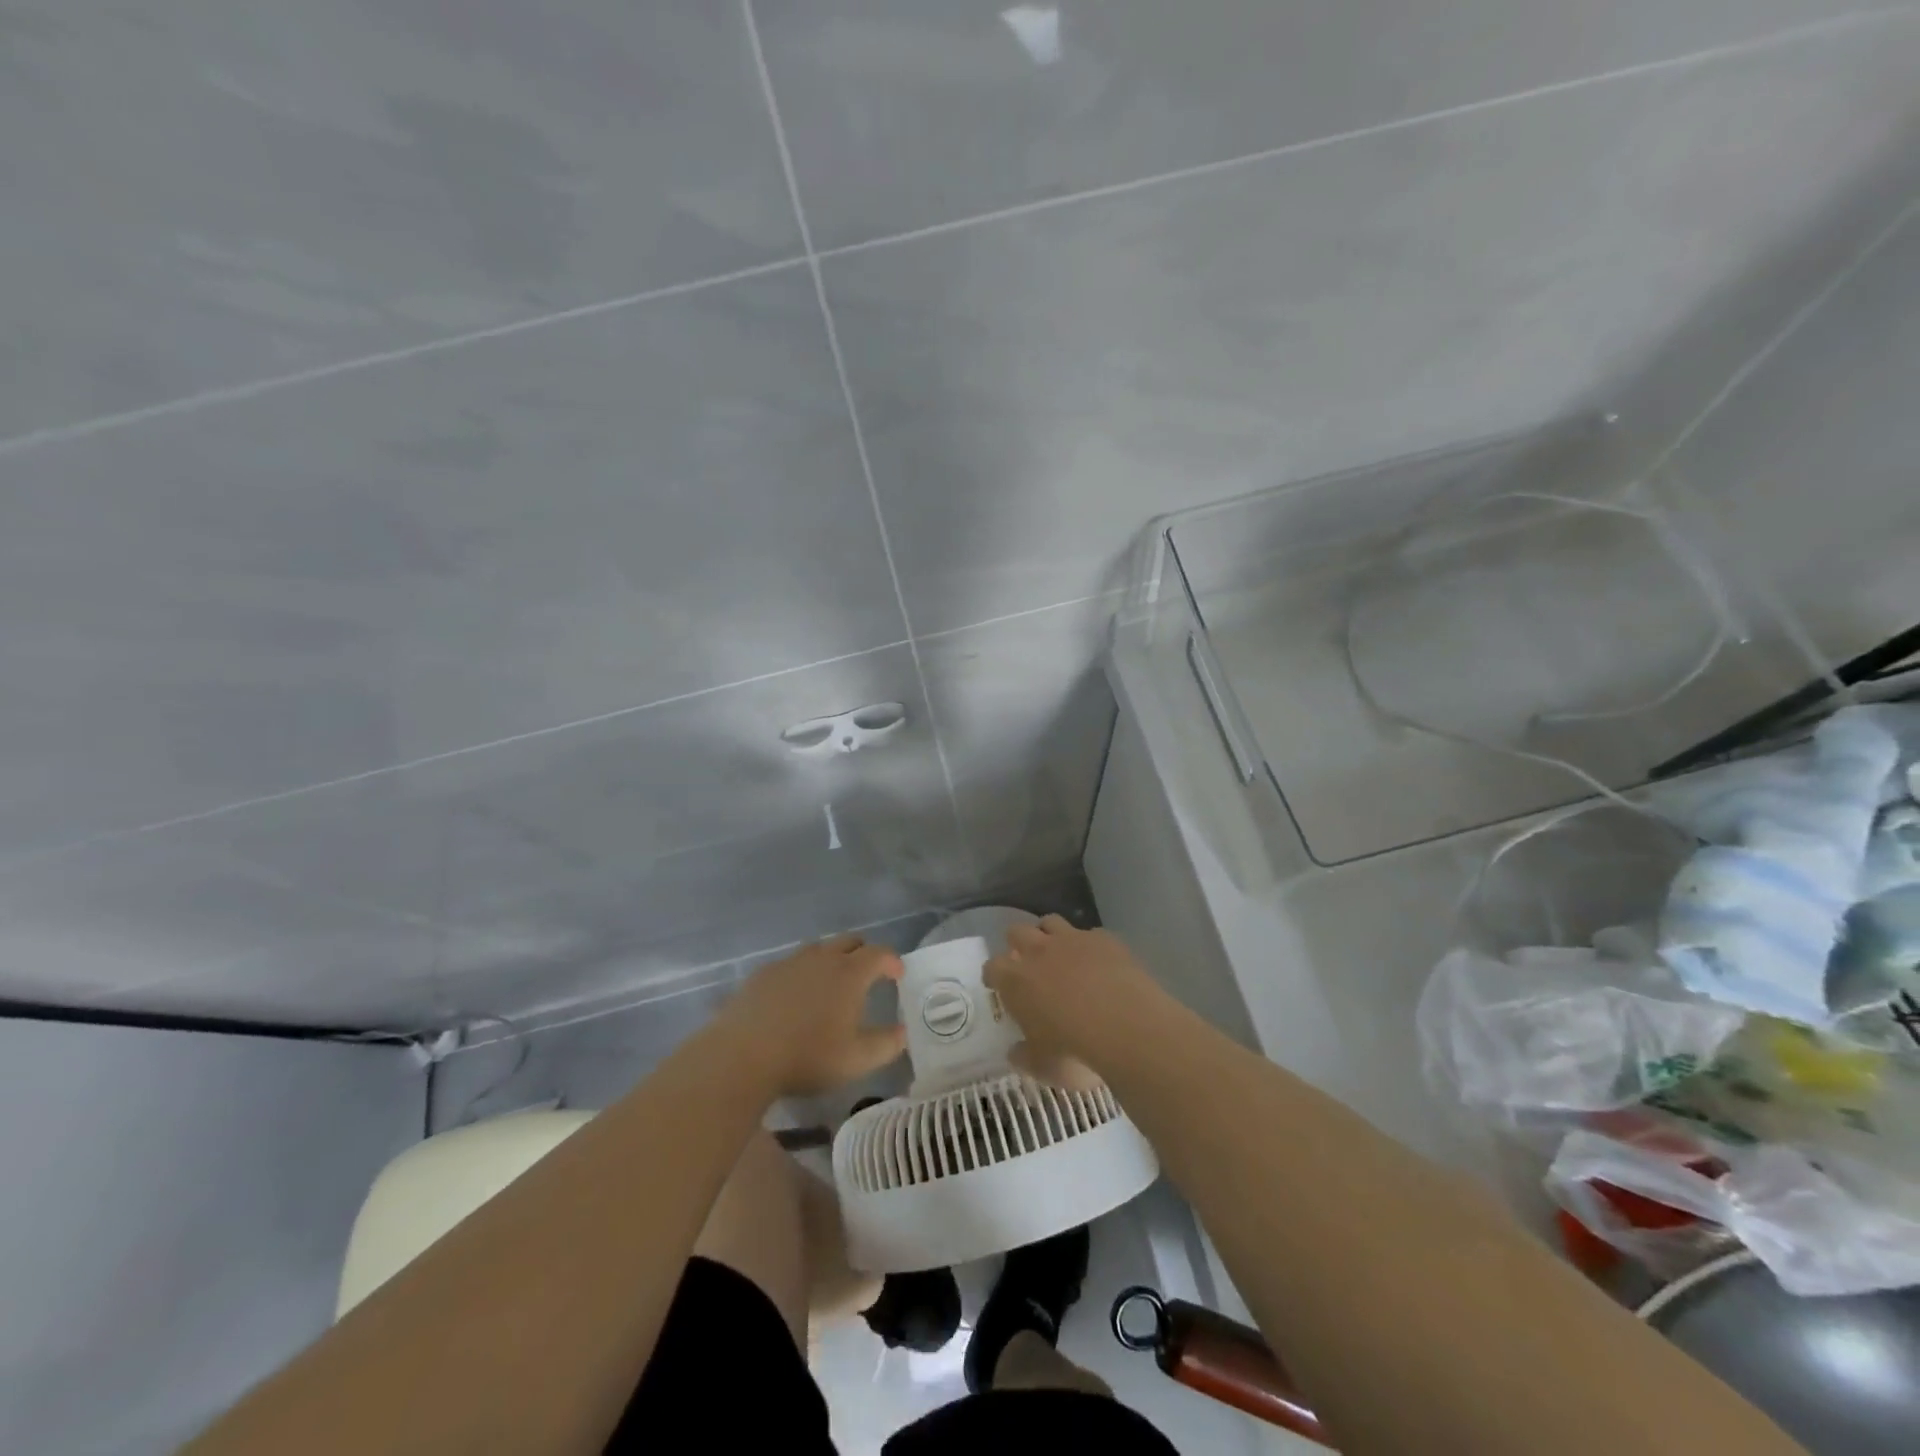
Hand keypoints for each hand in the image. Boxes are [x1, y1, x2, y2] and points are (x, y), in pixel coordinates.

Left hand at [718, 935, 906, 1097]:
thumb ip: (887, 1044)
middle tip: (868, 974)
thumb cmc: (808, 1057)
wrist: (742, 1056)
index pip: (879, 953)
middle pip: (849, 941)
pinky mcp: (763, 973)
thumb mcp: (857, 1060)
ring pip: (818, 949)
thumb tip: (902, 1032)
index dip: (892, 961)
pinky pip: (791, 964)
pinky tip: (795, 996)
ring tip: (831, 983)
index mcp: (849, 973)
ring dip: (832, 959)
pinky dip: (802, 972)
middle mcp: (822, 958)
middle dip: (864, 953)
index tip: (897, 975)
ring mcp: (789, 962)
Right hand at [984, 917, 1172, 1081]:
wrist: (1129, 1029)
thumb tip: (1016, 1052)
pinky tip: (1100, 963)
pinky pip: (1091, 934)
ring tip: (1059, 954)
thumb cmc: (1077, 1053)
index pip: (993, 967)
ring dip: (1050, 934)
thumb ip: (1025, 1056)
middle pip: (1017, 931)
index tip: (998, 985)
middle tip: (1027, 964)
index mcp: (1017, 981)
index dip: (994, 975)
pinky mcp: (1105, 939)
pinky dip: (1090, 946)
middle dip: (1018, 944)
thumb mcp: (1044, 1067)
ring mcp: (1074, 940)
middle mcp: (1040, 951)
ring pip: (1051, 922)